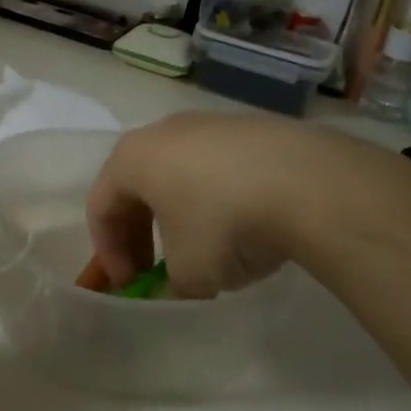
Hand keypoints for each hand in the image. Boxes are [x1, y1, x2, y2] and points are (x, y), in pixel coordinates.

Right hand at [87, 111, 320, 298]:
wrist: (310, 183)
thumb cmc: (226, 224)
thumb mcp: (189, 273)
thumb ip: (171, 284)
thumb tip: (179, 287)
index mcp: (132, 158)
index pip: (100, 206)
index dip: (108, 252)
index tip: (129, 286)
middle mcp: (164, 131)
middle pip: (136, 185)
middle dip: (139, 232)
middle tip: (153, 270)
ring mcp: (210, 124)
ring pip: (177, 172)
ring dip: (178, 213)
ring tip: (202, 247)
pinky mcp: (252, 127)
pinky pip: (217, 166)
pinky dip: (216, 196)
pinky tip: (243, 224)